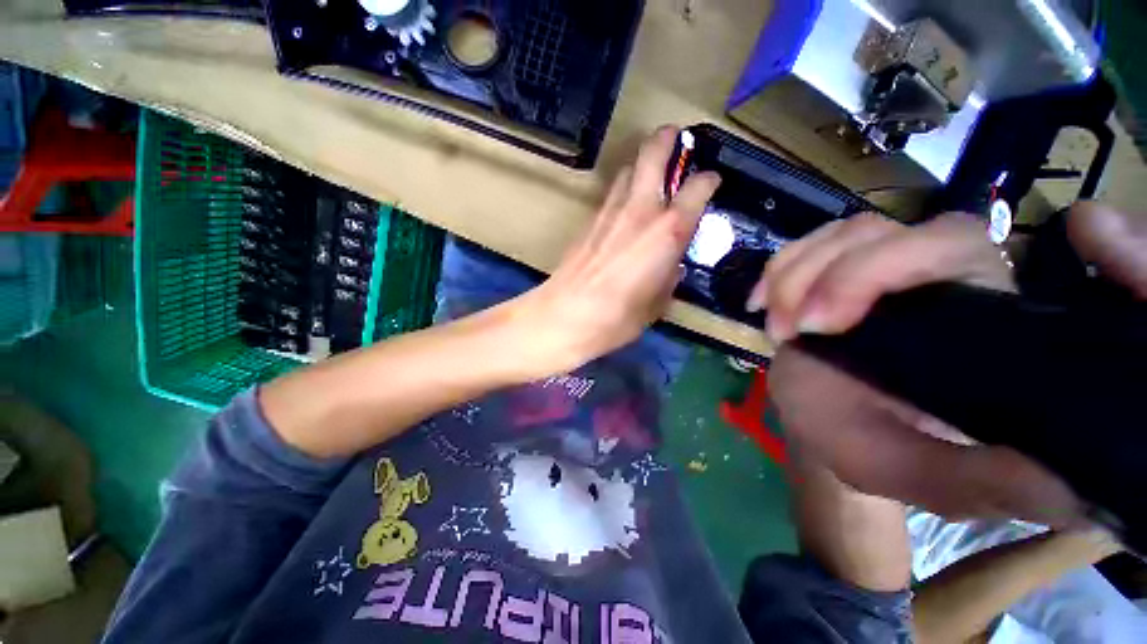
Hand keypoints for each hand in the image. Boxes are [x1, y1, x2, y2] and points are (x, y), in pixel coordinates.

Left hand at [514, 126, 719, 374]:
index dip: (709, 180)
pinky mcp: (588, 221)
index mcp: (668, 231)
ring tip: (648, 175)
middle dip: (666, 138)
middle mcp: (641, 210)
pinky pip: (611, 195)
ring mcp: (610, 212)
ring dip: (640, 165)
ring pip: (627, 170)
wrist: (566, 315)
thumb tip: (671, 267)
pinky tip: (624, 209)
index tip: (712, 182)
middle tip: (675, 136)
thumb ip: (669, 279)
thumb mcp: (657, 304)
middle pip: (653, 154)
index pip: (698, 187)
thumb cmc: (619, 316)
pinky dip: (622, 191)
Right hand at [756, 204, 1146, 528]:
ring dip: (791, 277)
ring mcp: (882, 269)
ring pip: (839, 234)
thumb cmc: (862, 445)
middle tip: (790, 330)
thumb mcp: (911, 472)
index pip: (953, 247)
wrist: (816, 421)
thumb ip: (976, 481)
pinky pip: (805, 245)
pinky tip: (761, 305)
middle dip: (822, 277)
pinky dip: (776, 271)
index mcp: (975, 322)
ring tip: (777, 329)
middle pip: (883, 230)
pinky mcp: (838, 269)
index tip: (821, 327)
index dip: (882, 268)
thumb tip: (1071, 486)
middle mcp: (938, 280)